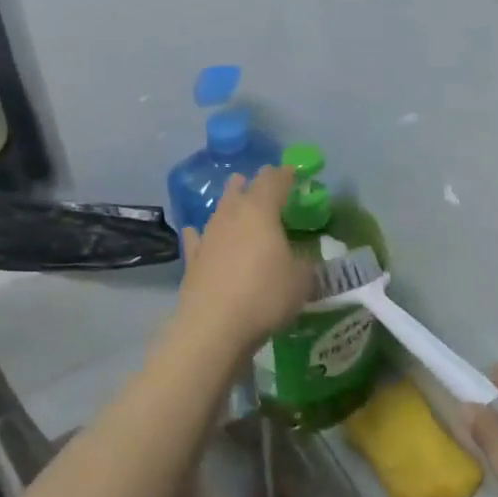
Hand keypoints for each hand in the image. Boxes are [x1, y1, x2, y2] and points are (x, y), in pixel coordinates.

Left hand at [174, 167, 312, 354]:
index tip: (291, 171)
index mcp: (261, 211)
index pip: (273, 182)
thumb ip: (304, 263)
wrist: (215, 325)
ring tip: (234, 198)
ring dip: (229, 202)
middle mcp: (231, 215)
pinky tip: (195, 232)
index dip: (284, 175)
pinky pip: (197, 238)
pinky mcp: (193, 259)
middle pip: (241, 189)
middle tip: (260, 181)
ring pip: (219, 210)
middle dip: (252, 183)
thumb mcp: (301, 280)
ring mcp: (208, 236)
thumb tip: (302, 258)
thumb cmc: (265, 295)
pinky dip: (200, 233)